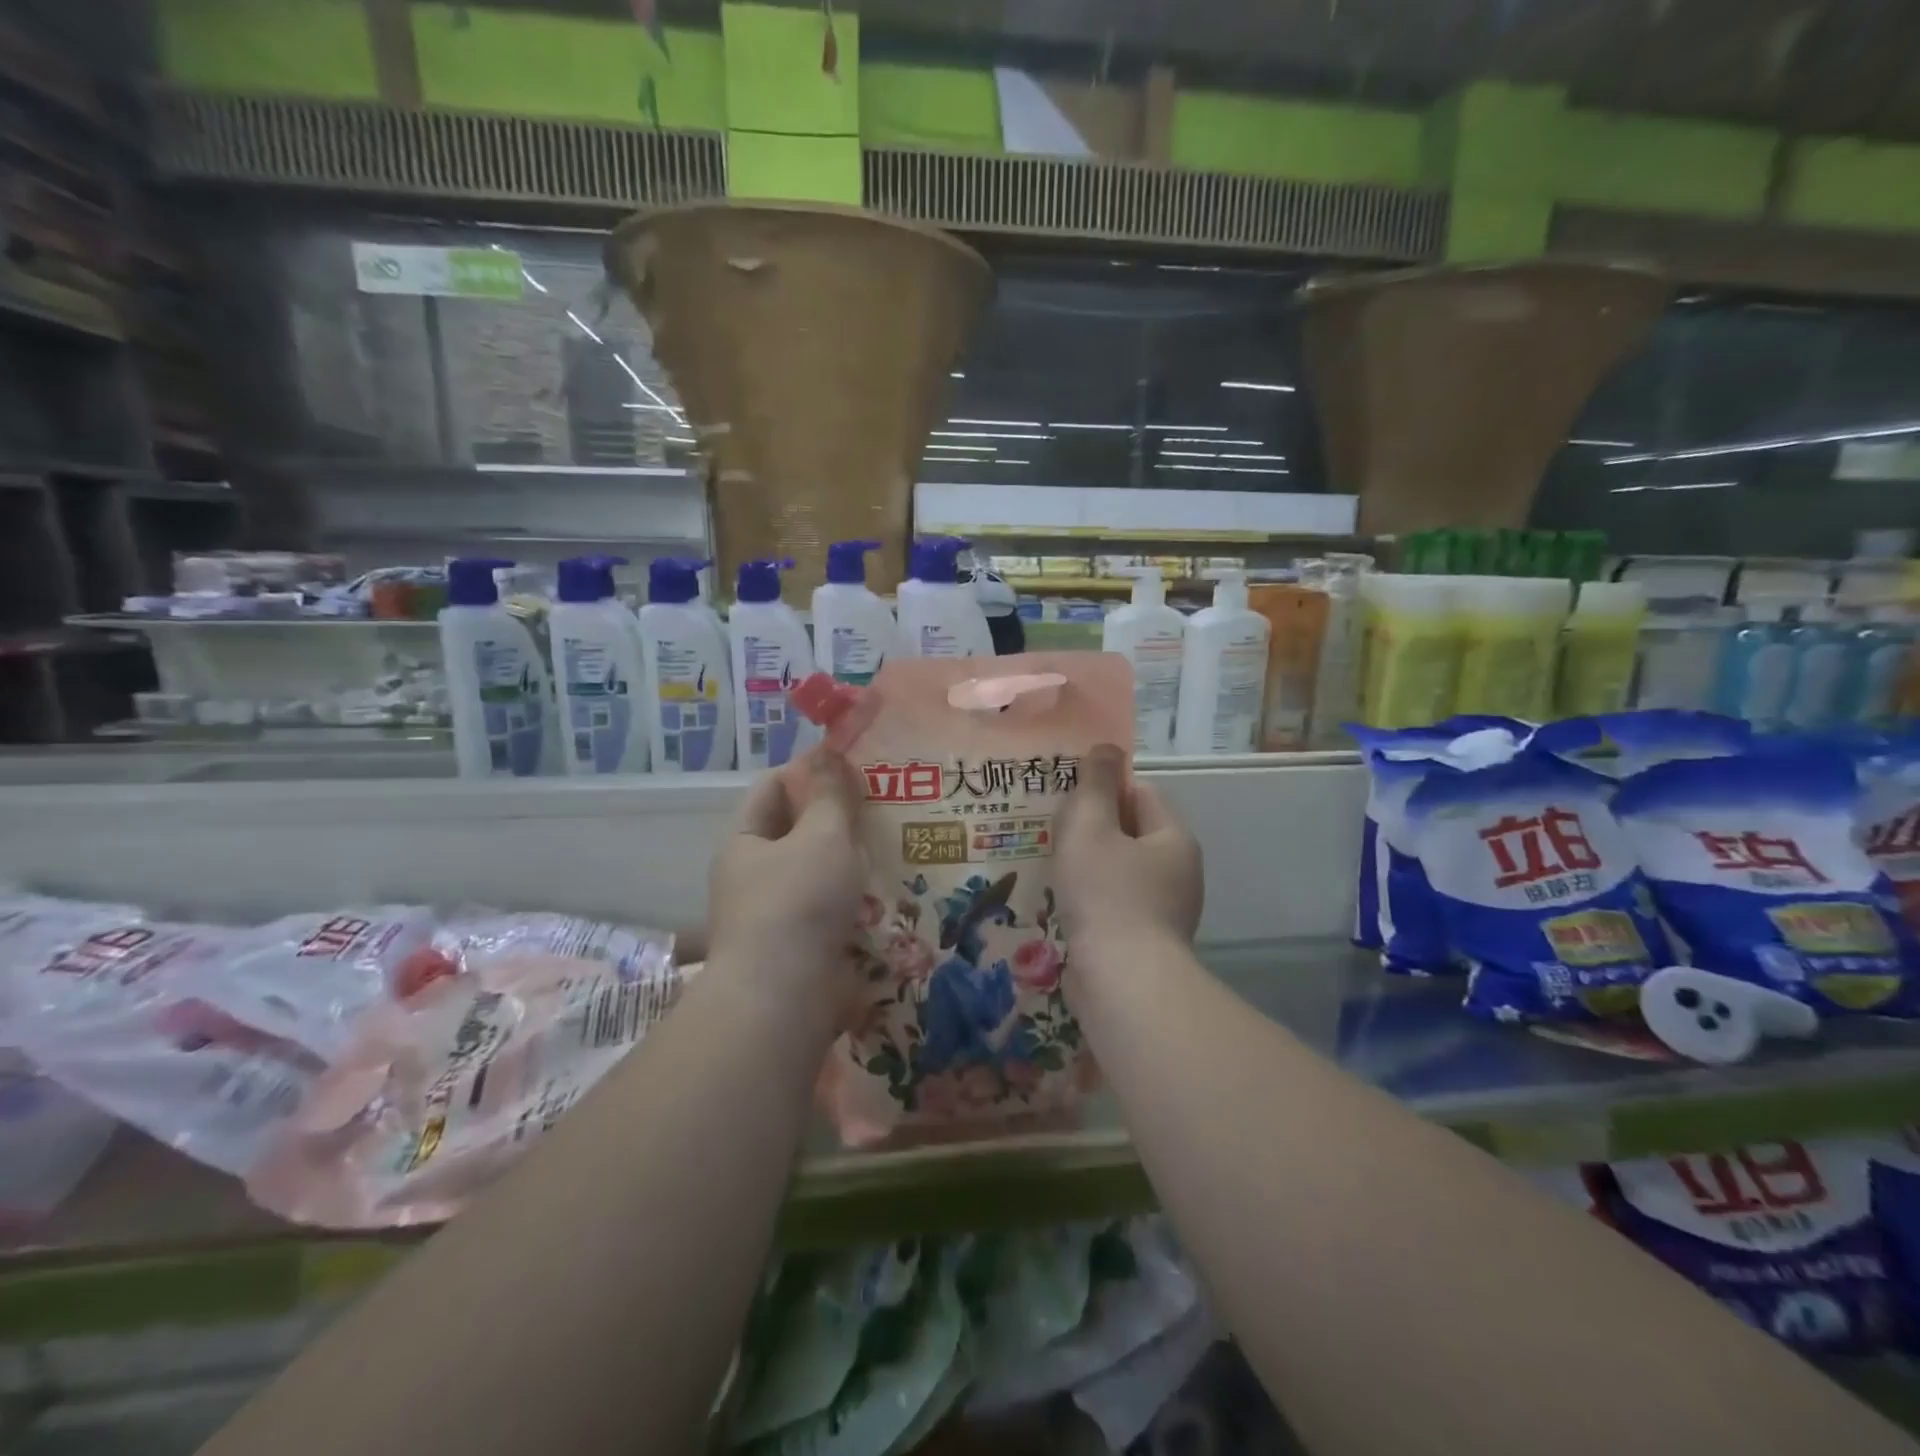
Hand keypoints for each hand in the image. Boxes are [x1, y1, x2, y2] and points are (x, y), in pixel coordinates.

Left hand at [707, 751, 867, 1005]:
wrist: (785, 999)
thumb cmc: (798, 902)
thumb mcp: (821, 836)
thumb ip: (831, 795)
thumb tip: (828, 752)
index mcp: (745, 842)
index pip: (773, 789)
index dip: (808, 771)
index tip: (852, 766)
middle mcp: (753, 877)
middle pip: (797, 833)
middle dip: (837, 819)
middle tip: (883, 804)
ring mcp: (775, 917)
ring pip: (819, 874)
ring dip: (851, 862)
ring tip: (895, 845)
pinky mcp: (800, 949)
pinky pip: (831, 912)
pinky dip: (855, 901)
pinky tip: (890, 893)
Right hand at [1055, 744, 1202, 963]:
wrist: (1122, 983)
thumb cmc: (1106, 894)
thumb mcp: (1091, 827)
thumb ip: (1095, 784)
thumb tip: (1107, 747)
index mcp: (1173, 839)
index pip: (1140, 794)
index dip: (1103, 789)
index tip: (1066, 798)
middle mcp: (1177, 872)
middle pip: (1129, 833)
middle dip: (1091, 829)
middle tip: (1051, 831)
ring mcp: (1165, 911)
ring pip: (1119, 872)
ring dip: (1087, 867)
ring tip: (1050, 867)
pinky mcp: (1146, 943)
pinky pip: (1114, 906)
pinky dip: (1091, 902)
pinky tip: (1062, 906)